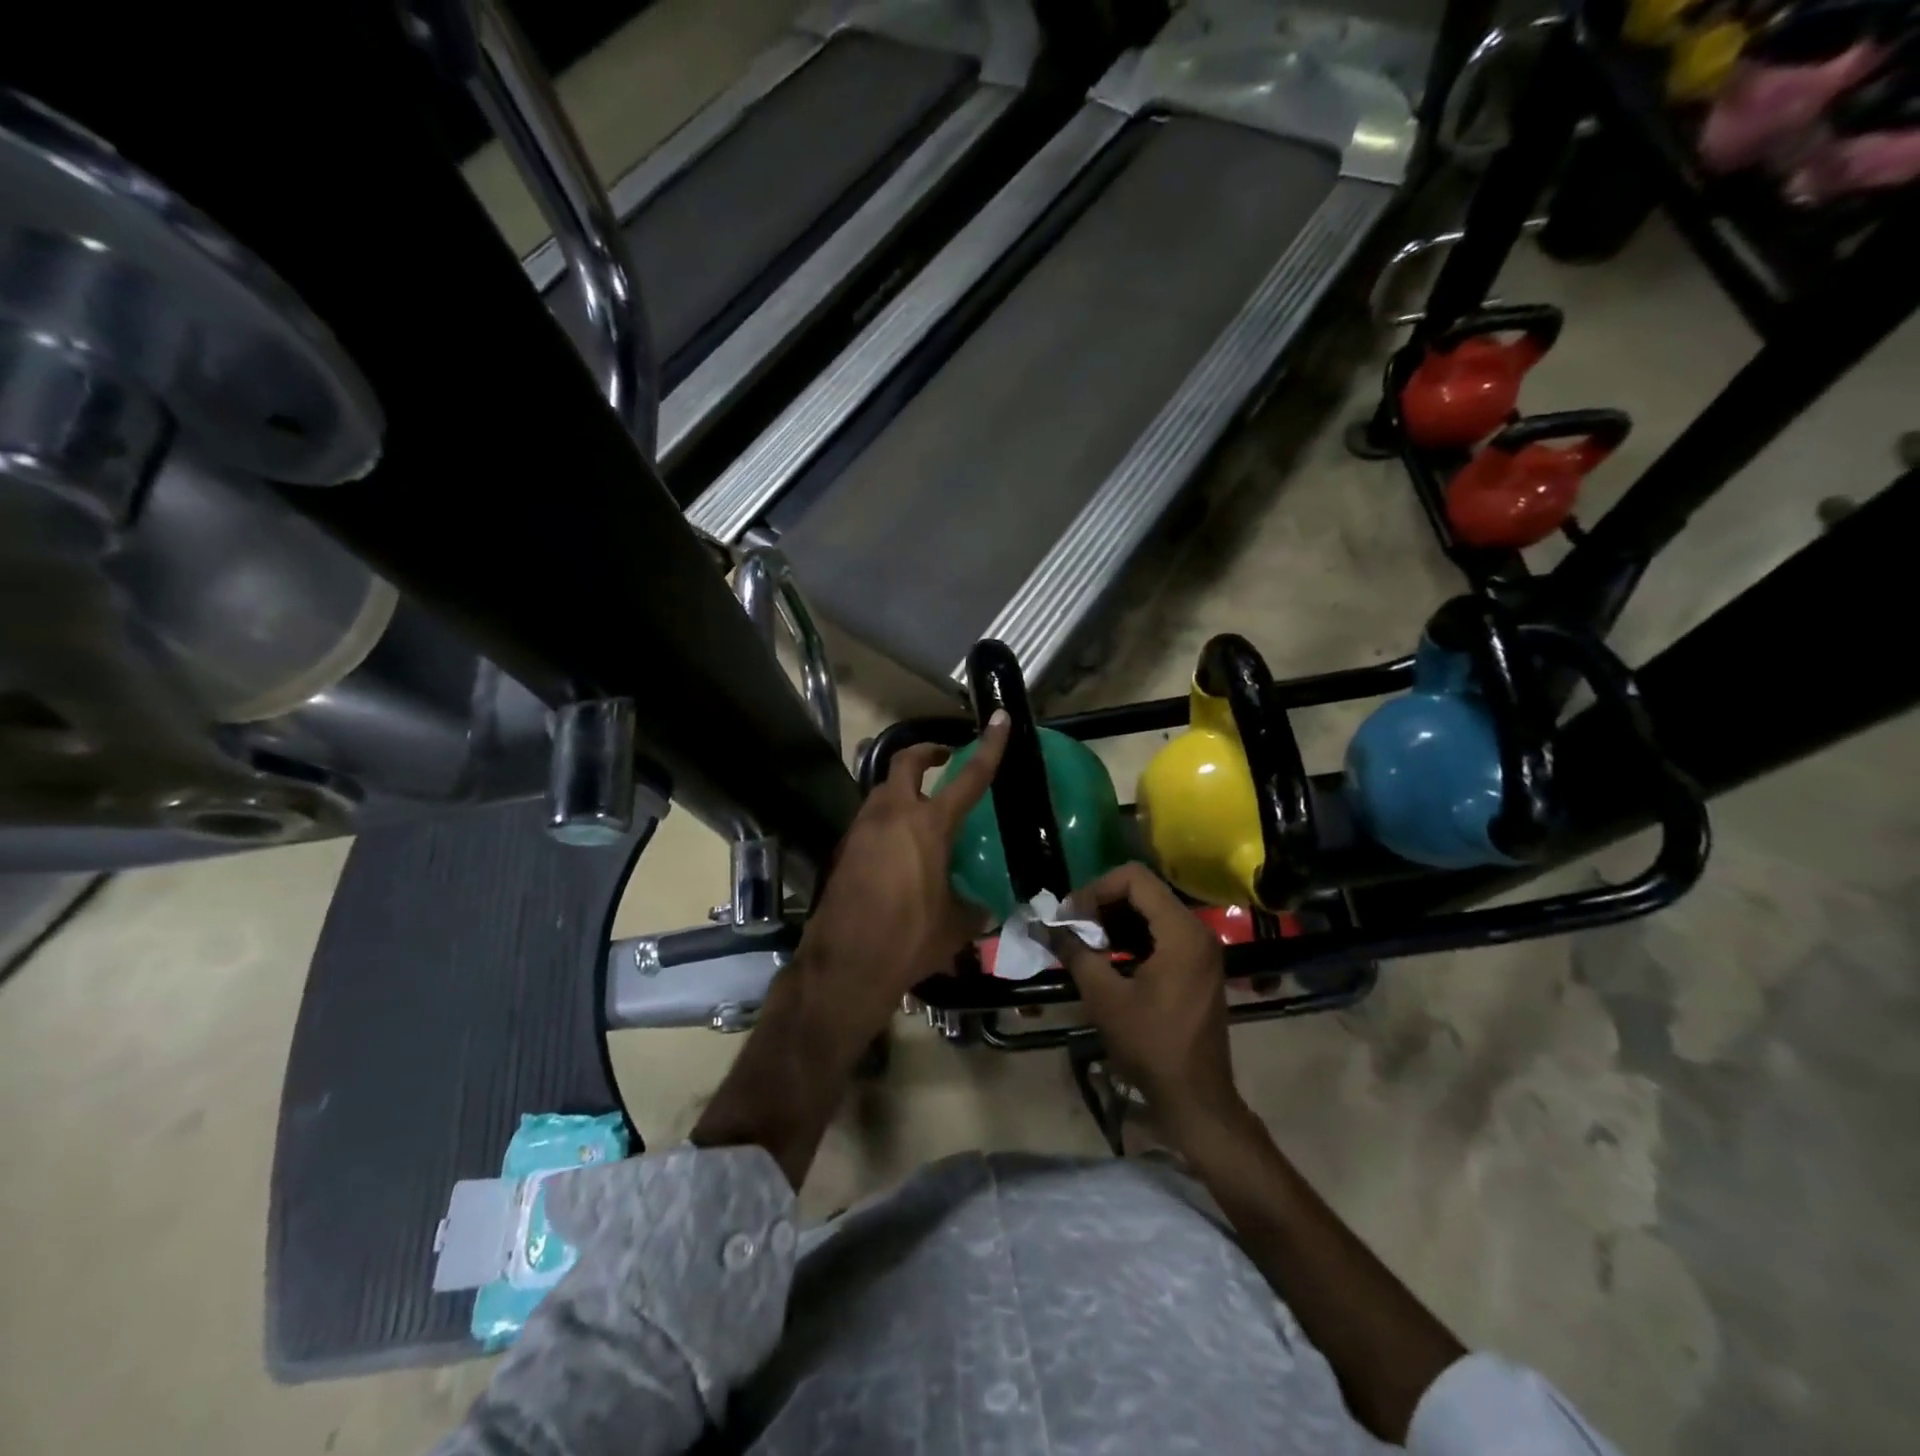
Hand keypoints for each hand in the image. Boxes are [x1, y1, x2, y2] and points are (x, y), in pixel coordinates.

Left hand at [789, 711, 1010, 1060]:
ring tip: (923, 809)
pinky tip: (899, 848)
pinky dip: (887, 818)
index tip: (1000, 719)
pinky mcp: (845, 849)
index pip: (968, 777)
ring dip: (904, 787)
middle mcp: (892, 815)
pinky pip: (870, 819)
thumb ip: (974, 908)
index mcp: (928, 826)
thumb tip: (985, 908)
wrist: (845, 965)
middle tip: (945, 759)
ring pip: (883, 789)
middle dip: (927, 752)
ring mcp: (862, 829)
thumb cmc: (908, 940)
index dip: (989, 747)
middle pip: (906, 762)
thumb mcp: (955, 926)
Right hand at [1049, 863, 1248, 1141]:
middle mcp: (1197, 930)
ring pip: (1151, 910)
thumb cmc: (1151, 1045)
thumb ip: (1075, 952)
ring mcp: (1201, 948)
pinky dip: (1132, 935)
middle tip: (1072, 927)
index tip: (1071, 916)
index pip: (1134, 879)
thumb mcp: (1105, 997)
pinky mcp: (1198, 964)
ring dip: (1115, 919)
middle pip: (1144, 890)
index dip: (1096, 889)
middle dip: (1102, 903)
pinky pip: (1162, 931)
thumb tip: (1045, 926)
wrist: (1195, 1097)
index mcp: (1181, 931)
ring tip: (1085, 941)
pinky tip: (1108, 956)